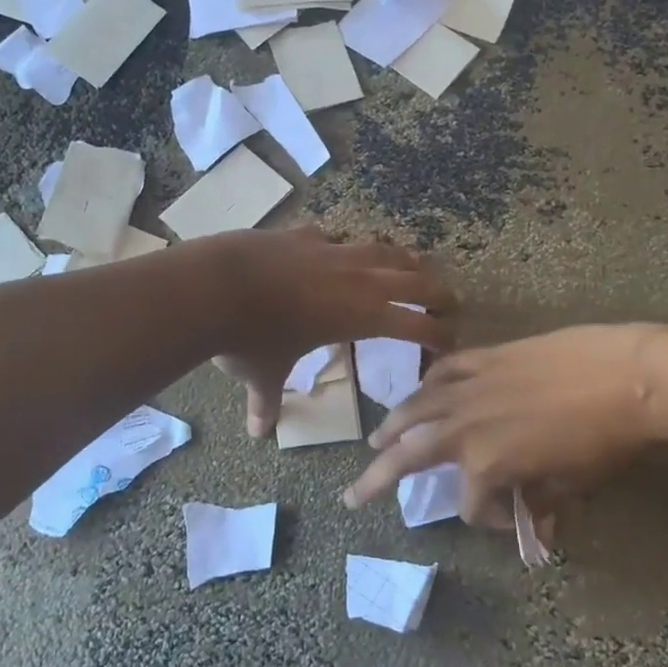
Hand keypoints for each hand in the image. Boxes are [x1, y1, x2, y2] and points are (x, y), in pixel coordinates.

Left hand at [209, 227, 453, 436]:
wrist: (215, 285)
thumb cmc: (250, 338)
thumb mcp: (262, 375)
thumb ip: (266, 402)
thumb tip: (258, 432)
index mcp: (361, 315)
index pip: (416, 324)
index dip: (439, 334)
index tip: (452, 342)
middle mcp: (357, 279)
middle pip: (413, 279)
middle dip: (436, 291)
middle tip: (449, 301)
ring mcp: (331, 250)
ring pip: (382, 249)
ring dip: (402, 258)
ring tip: (413, 262)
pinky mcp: (304, 234)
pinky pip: (337, 236)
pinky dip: (347, 243)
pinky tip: (342, 245)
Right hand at [343, 325, 657, 525]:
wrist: (626, 375)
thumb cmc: (604, 438)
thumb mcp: (573, 481)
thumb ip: (542, 501)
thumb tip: (538, 523)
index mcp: (486, 464)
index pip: (470, 505)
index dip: (489, 520)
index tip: (519, 519)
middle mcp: (465, 428)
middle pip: (408, 457)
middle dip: (376, 480)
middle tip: (353, 495)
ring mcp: (470, 388)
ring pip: (414, 409)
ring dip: (391, 427)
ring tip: (375, 441)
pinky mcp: (485, 358)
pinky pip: (444, 371)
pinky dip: (429, 383)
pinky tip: (422, 390)